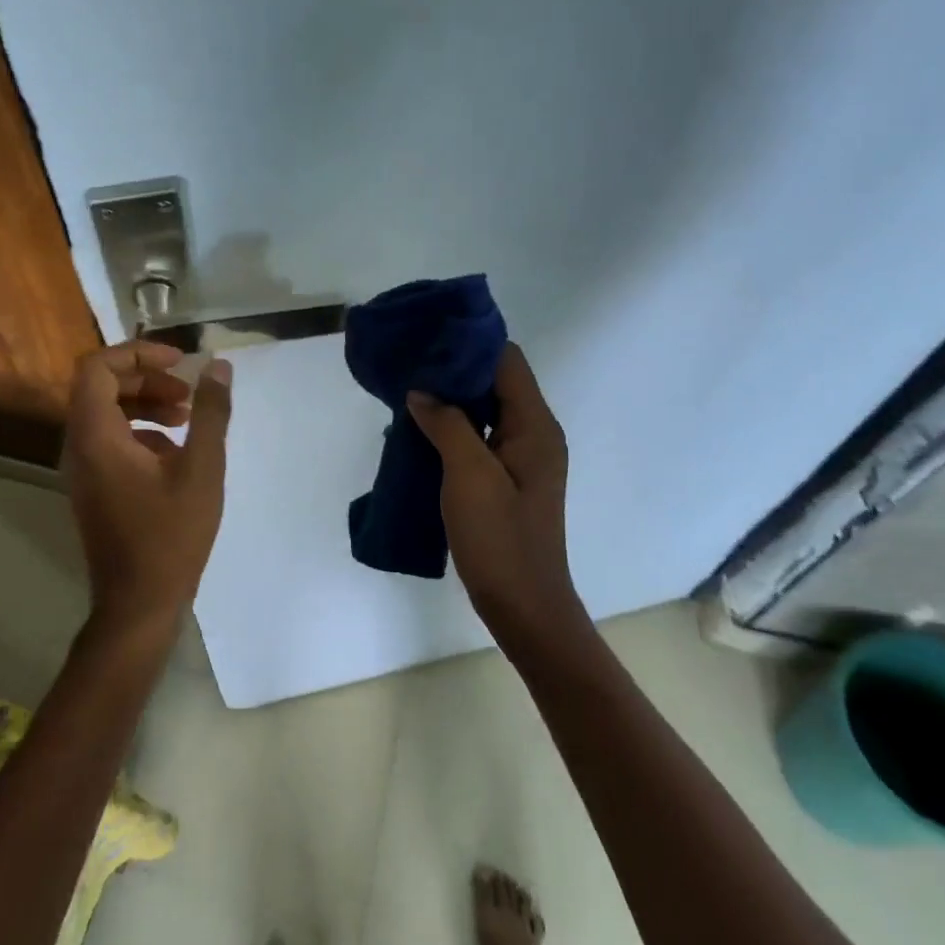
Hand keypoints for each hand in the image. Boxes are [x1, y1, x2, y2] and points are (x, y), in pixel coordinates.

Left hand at [60, 341, 233, 638]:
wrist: (139, 604)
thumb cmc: (171, 535)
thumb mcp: (202, 469)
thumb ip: (210, 414)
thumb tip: (218, 368)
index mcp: (96, 436)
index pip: (98, 368)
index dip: (138, 354)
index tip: (179, 362)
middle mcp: (79, 446)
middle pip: (102, 387)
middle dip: (148, 379)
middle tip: (188, 393)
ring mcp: (83, 469)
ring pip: (107, 414)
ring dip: (146, 405)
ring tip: (187, 419)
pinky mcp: (95, 487)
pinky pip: (111, 440)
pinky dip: (142, 432)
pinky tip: (177, 454)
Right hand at [406, 343, 580, 635]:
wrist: (524, 606)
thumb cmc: (500, 539)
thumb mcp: (469, 476)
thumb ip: (447, 425)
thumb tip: (421, 392)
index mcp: (535, 427)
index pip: (507, 361)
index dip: (470, 344)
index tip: (429, 338)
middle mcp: (534, 435)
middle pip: (497, 383)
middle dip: (455, 371)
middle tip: (411, 365)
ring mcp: (522, 460)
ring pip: (486, 412)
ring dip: (452, 401)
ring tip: (409, 394)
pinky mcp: (507, 481)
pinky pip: (480, 439)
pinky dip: (454, 429)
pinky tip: (421, 433)